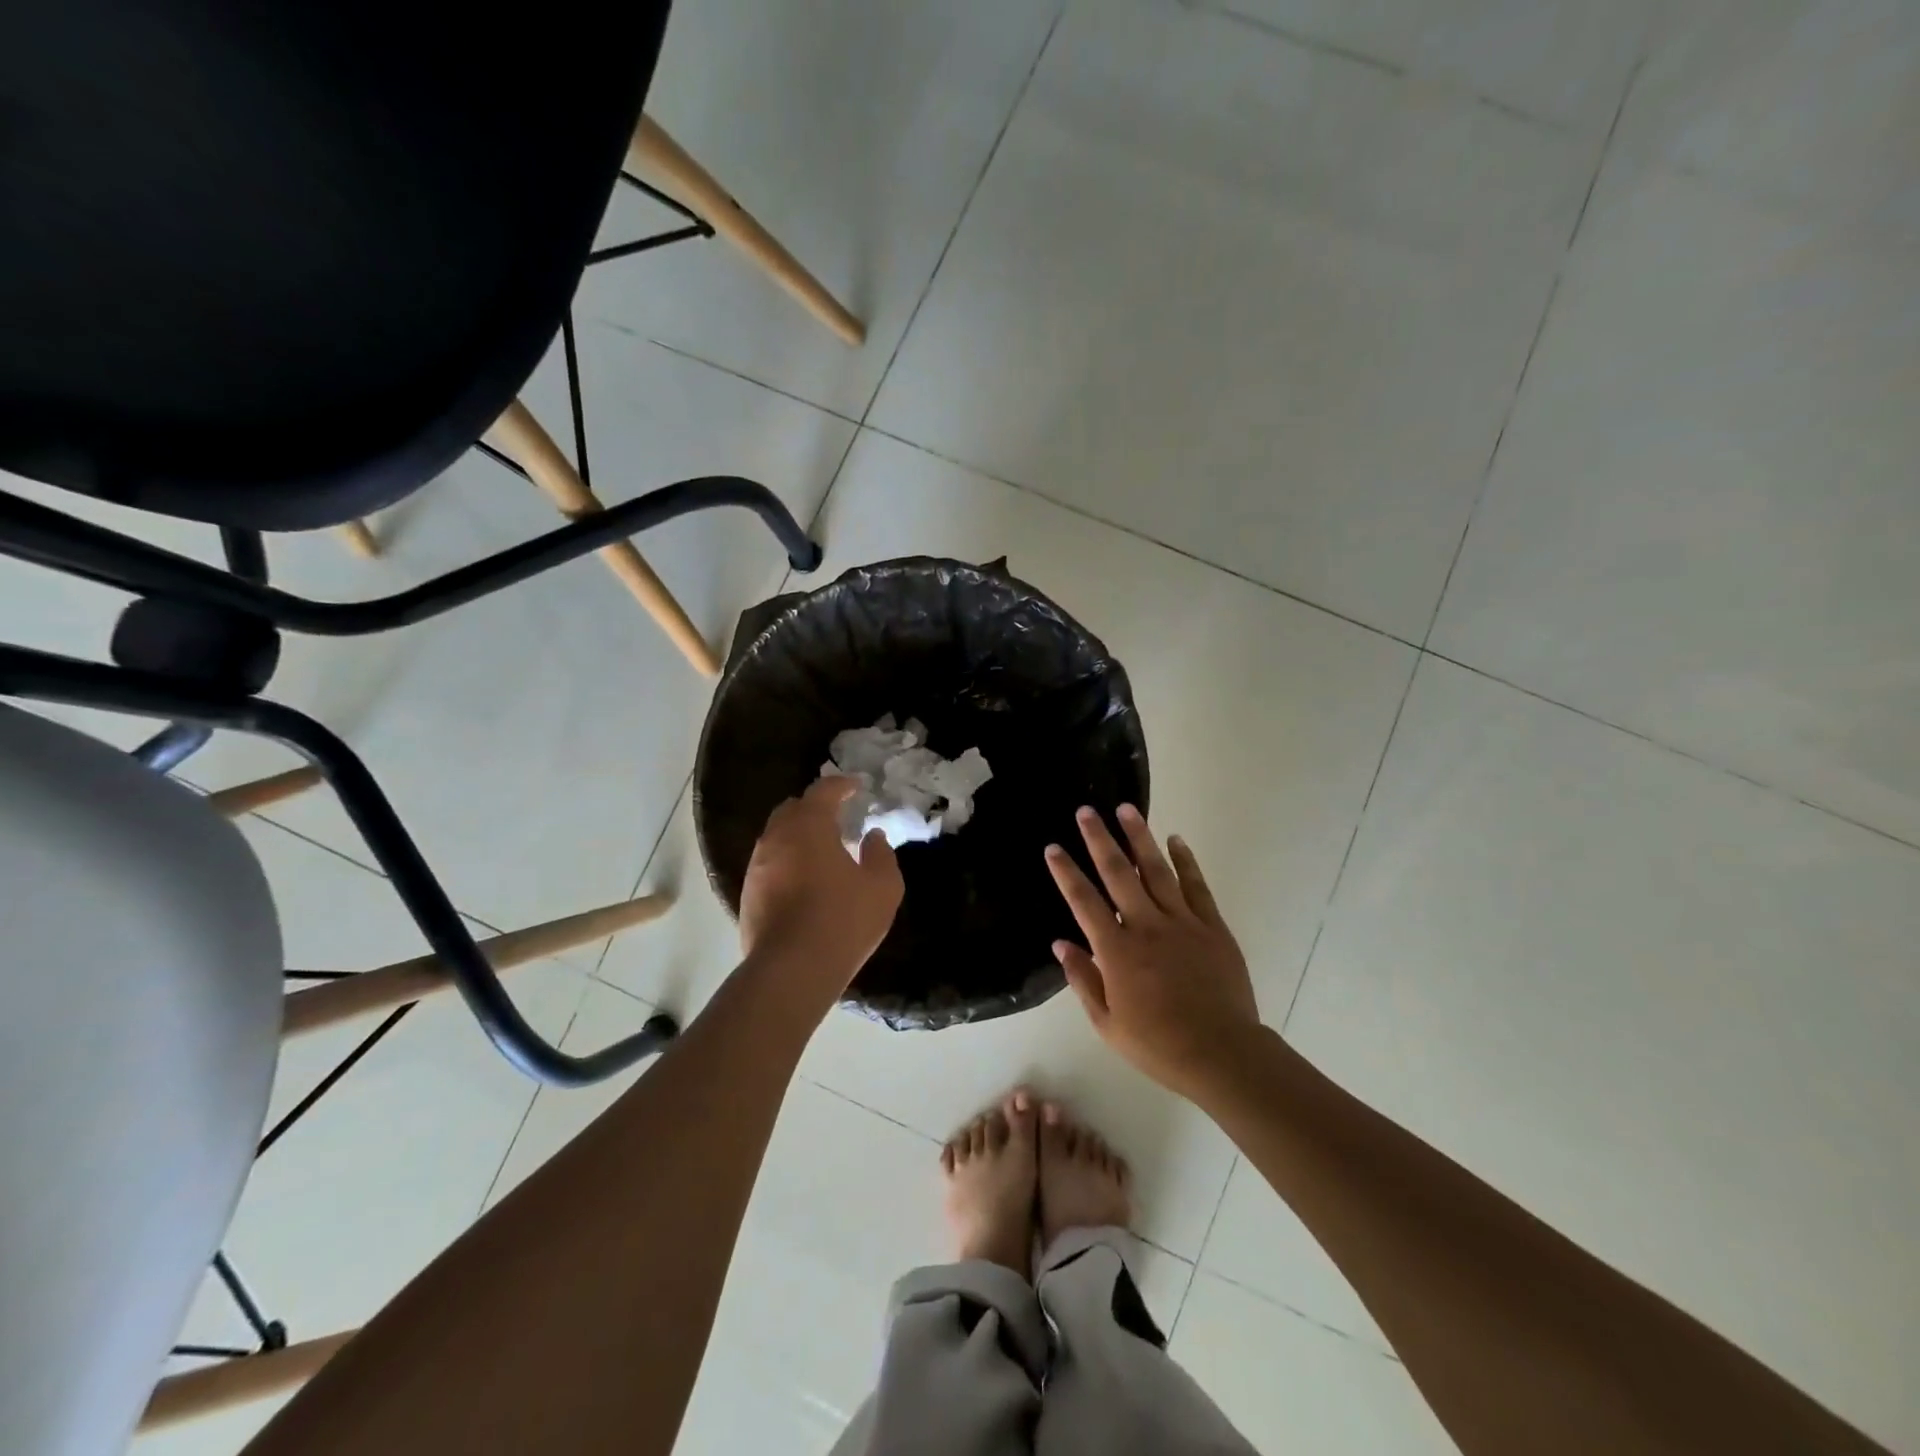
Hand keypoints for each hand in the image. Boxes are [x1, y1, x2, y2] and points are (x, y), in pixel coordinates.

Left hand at [740, 776, 902, 993]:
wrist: (791, 970)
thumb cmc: (843, 920)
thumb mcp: (882, 887)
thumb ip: (881, 854)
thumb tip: (872, 836)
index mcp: (809, 826)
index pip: (823, 791)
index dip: (841, 785)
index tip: (856, 786)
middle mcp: (776, 838)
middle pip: (792, 809)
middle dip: (814, 807)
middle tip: (838, 817)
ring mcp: (757, 867)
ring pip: (776, 837)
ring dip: (798, 835)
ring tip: (822, 851)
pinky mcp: (748, 895)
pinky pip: (769, 864)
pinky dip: (787, 861)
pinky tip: (804, 881)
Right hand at [1046, 804, 1261, 1100]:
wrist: (1222, 1053)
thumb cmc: (1158, 1044)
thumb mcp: (1107, 1024)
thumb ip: (1083, 980)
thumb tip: (1061, 944)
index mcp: (1117, 951)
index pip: (1083, 902)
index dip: (1066, 872)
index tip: (1053, 848)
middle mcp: (1146, 926)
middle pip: (1118, 874)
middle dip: (1099, 839)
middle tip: (1086, 810)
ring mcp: (1182, 923)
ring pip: (1156, 870)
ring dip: (1139, 837)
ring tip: (1126, 809)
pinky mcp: (1212, 926)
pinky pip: (1196, 886)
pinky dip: (1185, 860)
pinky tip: (1175, 840)